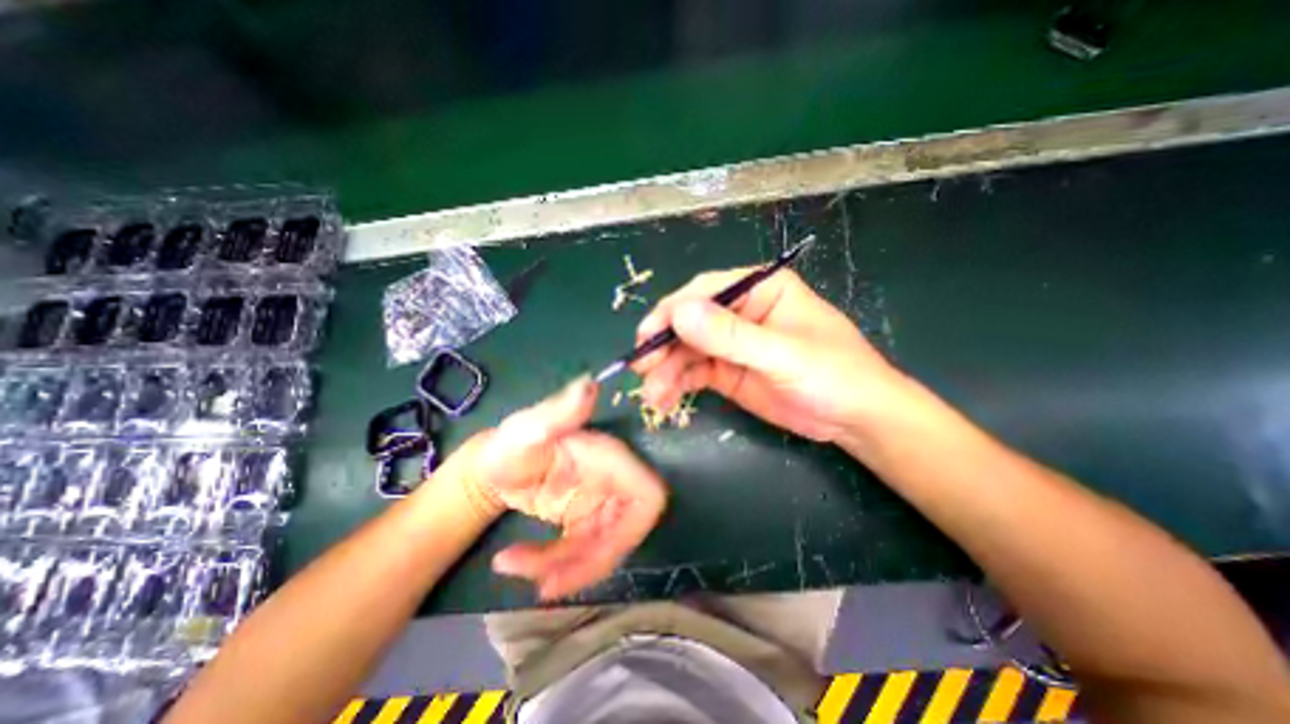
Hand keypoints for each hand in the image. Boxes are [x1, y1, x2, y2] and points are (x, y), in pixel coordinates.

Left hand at [443, 375, 664, 601]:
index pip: (647, 495)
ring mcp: (599, 504)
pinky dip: (554, 567)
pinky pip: (582, 554)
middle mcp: (611, 482)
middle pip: (625, 532)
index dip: (637, 527)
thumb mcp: (526, 429)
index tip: (600, 549)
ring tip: (515, 565)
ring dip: (564, 568)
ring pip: (602, 549)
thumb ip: (556, 412)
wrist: (493, 465)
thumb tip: (588, 385)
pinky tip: (517, 563)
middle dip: (589, 561)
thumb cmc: (511, 444)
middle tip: (544, 581)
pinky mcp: (585, 521)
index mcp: (608, 458)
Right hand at [635, 267, 906, 443]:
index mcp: (759, 289)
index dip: (672, 311)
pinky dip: (676, 384)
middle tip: (641, 369)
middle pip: (689, 322)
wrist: (855, 419)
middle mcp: (739, 312)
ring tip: (652, 396)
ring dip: (666, 371)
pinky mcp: (727, 372)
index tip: (647, 336)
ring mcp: (731, 344)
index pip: (705, 291)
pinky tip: (665, 399)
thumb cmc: (833, 375)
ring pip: (686, 350)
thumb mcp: (783, 354)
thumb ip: (731, 335)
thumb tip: (678, 312)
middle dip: (663, 345)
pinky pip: (693, 373)